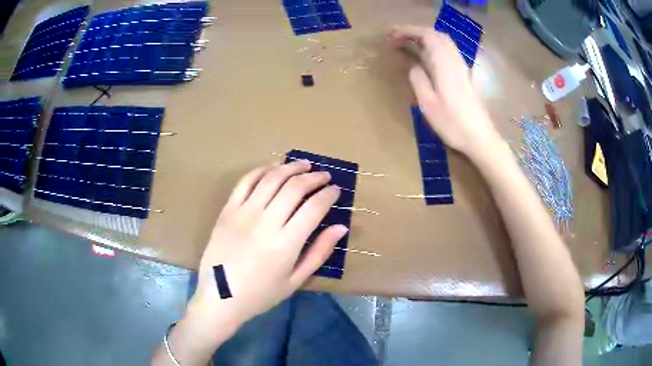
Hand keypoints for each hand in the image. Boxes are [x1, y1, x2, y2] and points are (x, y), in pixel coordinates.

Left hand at [189, 161, 347, 327]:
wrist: (220, 296)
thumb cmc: (260, 294)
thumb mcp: (295, 280)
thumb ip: (319, 252)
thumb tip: (341, 227)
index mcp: (286, 243)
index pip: (314, 207)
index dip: (329, 194)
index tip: (336, 190)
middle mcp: (265, 222)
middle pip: (295, 188)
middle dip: (314, 177)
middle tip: (324, 175)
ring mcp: (244, 213)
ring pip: (272, 179)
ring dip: (291, 167)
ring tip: (304, 165)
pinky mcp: (228, 210)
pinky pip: (245, 182)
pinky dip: (261, 170)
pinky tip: (273, 167)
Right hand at [388, 25, 500, 156]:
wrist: (480, 138)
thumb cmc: (453, 124)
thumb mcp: (428, 104)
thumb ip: (418, 80)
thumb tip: (413, 66)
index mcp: (445, 64)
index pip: (427, 35)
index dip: (408, 30)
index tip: (392, 34)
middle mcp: (455, 61)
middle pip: (437, 35)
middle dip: (416, 31)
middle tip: (398, 37)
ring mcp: (463, 68)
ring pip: (445, 42)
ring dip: (426, 38)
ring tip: (409, 44)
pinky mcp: (466, 76)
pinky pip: (450, 52)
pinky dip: (436, 47)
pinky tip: (429, 57)